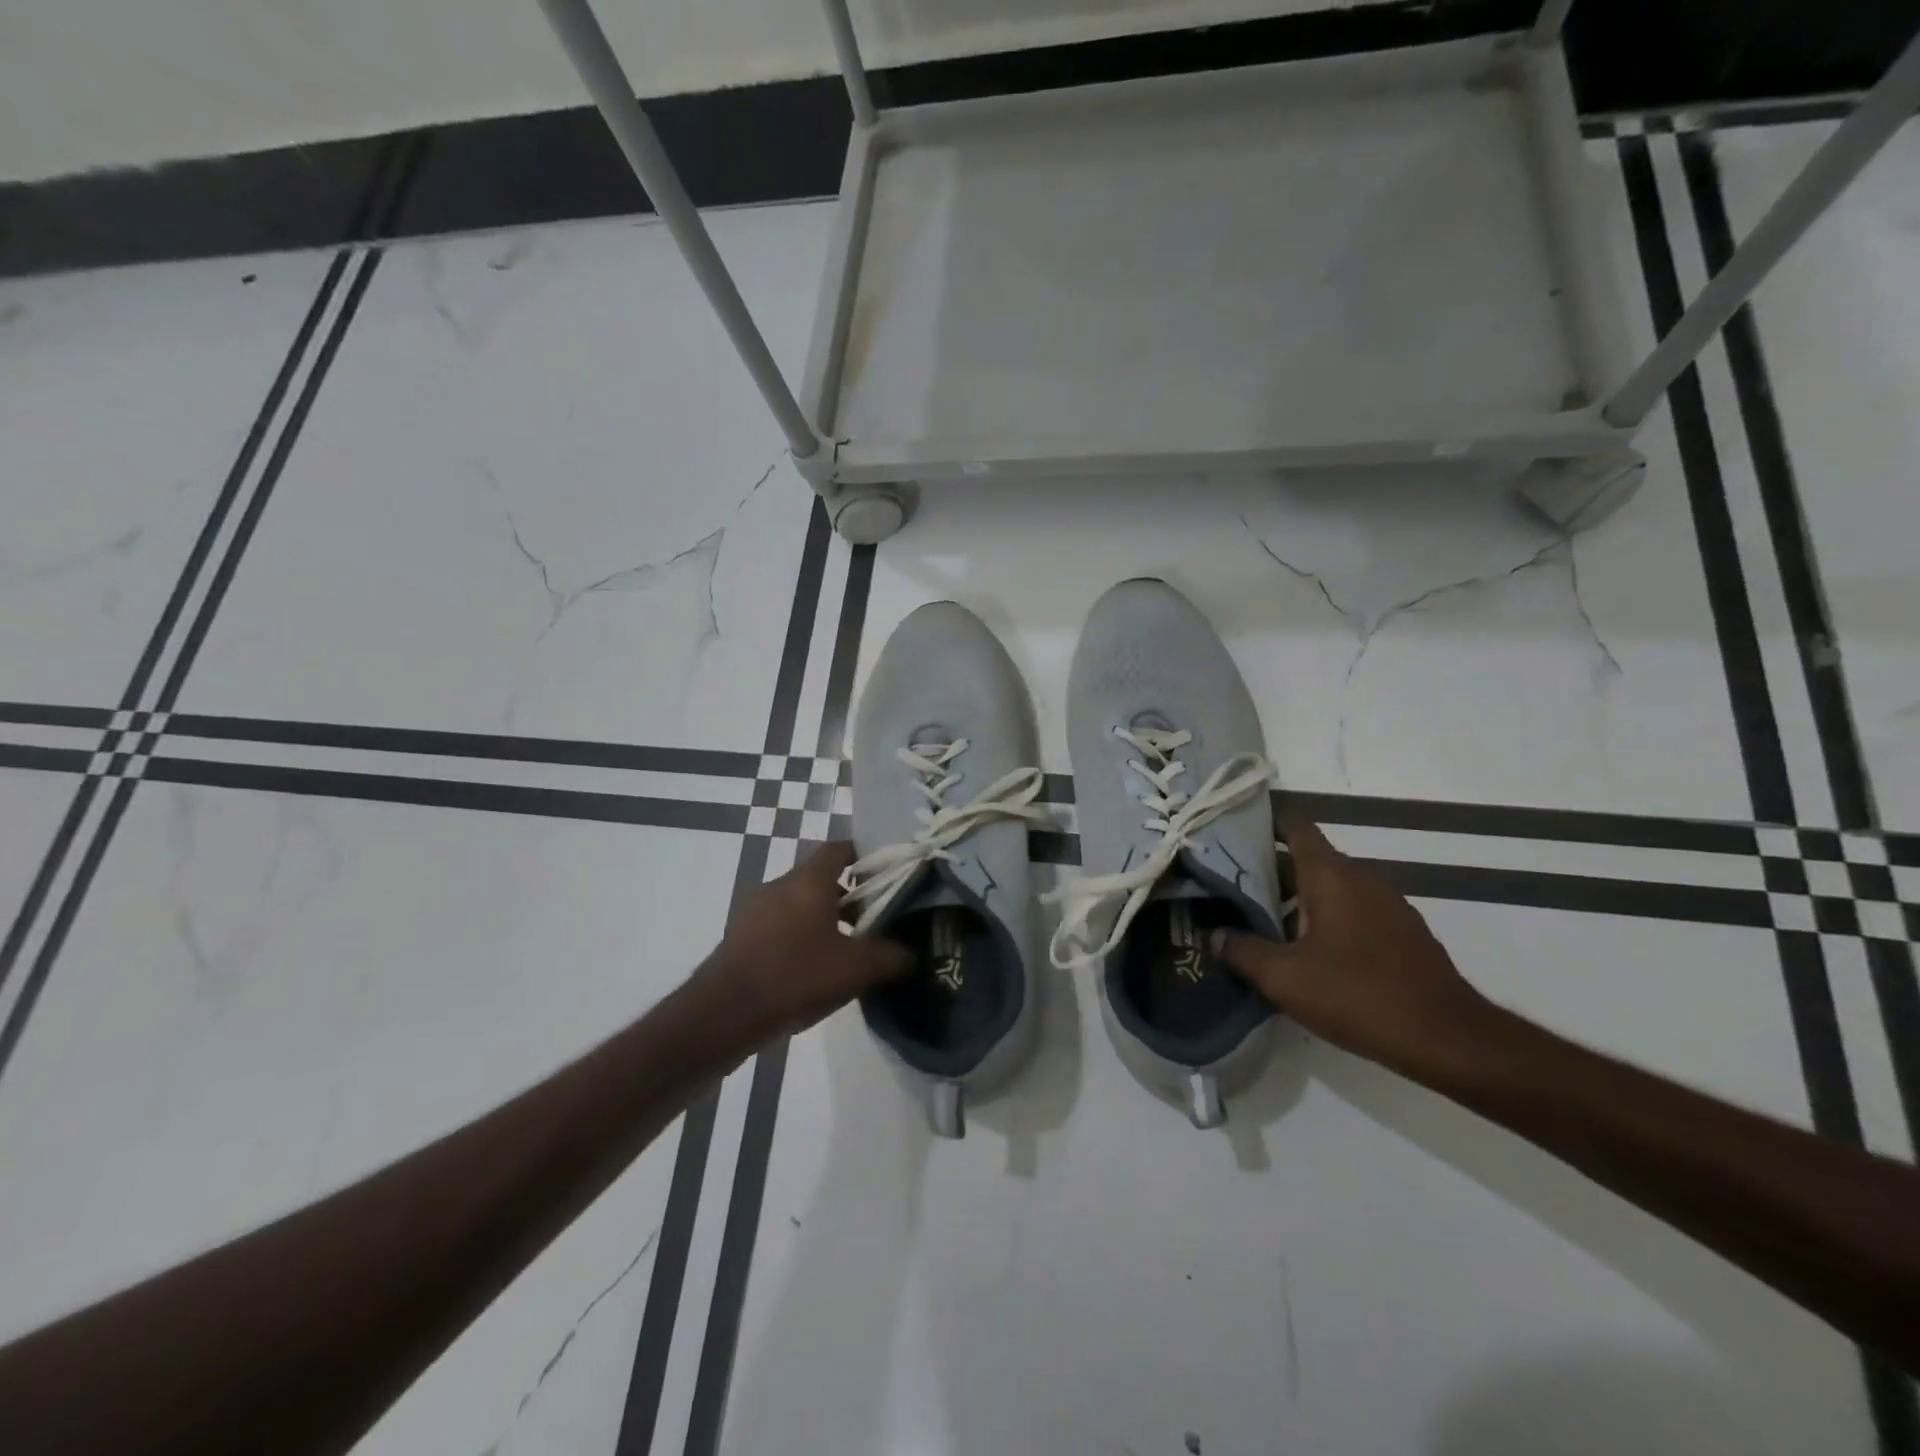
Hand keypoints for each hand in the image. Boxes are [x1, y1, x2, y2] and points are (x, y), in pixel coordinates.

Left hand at [694, 842, 910, 1039]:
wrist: (725, 1014)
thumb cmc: (796, 976)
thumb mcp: (856, 969)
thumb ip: (891, 957)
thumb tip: (914, 954)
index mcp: (808, 880)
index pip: (839, 848)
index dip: (864, 856)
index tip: (886, 873)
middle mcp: (780, 885)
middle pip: (820, 877)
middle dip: (849, 895)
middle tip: (874, 919)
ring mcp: (755, 910)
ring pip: (799, 903)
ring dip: (823, 918)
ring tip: (846, 948)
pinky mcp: (741, 936)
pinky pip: (779, 925)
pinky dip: (799, 936)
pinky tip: (812, 968)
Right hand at [1212, 817, 1498, 1079]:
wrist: (1449, 1040)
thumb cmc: (1360, 995)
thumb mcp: (1285, 977)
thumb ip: (1242, 950)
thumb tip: (1213, 934)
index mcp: (1331, 875)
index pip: (1294, 826)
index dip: (1261, 823)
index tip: (1228, 834)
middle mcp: (1361, 878)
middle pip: (1305, 859)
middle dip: (1266, 872)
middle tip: (1226, 889)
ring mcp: (1386, 905)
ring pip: (1328, 888)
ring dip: (1294, 900)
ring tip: (1257, 923)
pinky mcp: (1401, 933)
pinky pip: (1351, 911)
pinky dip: (1323, 919)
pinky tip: (1304, 953)